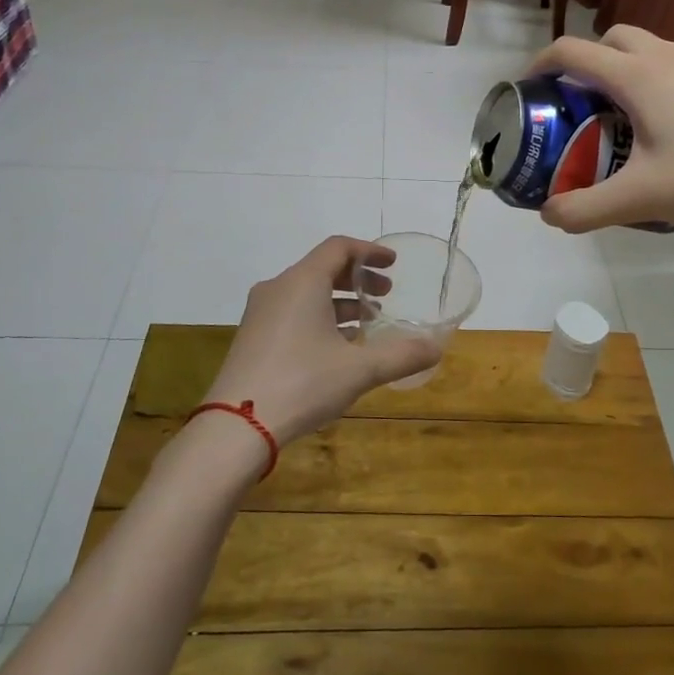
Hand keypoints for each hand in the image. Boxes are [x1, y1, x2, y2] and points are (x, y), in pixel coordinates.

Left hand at [200, 236, 442, 448]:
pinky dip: (319, 317)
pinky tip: (337, 347)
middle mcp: (278, 288)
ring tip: (367, 323)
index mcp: (302, 282)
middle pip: (322, 267)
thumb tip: (437, 348)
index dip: (370, 252)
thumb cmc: (302, 384)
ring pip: (307, 292)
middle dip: (358, 279)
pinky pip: (292, 312)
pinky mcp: (253, 337)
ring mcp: (261, 313)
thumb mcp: (359, 370)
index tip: (393, 264)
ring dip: (340, 301)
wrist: (236, 426)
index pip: (339, 248)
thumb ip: (401, 355)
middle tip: (385, 296)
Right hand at [527, 26, 673, 231]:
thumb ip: (585, 209)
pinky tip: (660, 121)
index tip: (528, 87)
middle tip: (576, 102)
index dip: (540, 64)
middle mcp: (662, 56)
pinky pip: (669, 62)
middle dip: (583, 62)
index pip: (572, 52)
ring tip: (615, 113)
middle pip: (609, 39)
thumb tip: (548, 215)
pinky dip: (649, 77)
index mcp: (635, 76)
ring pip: (643, 47)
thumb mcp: (641, 198)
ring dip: (618, 68)